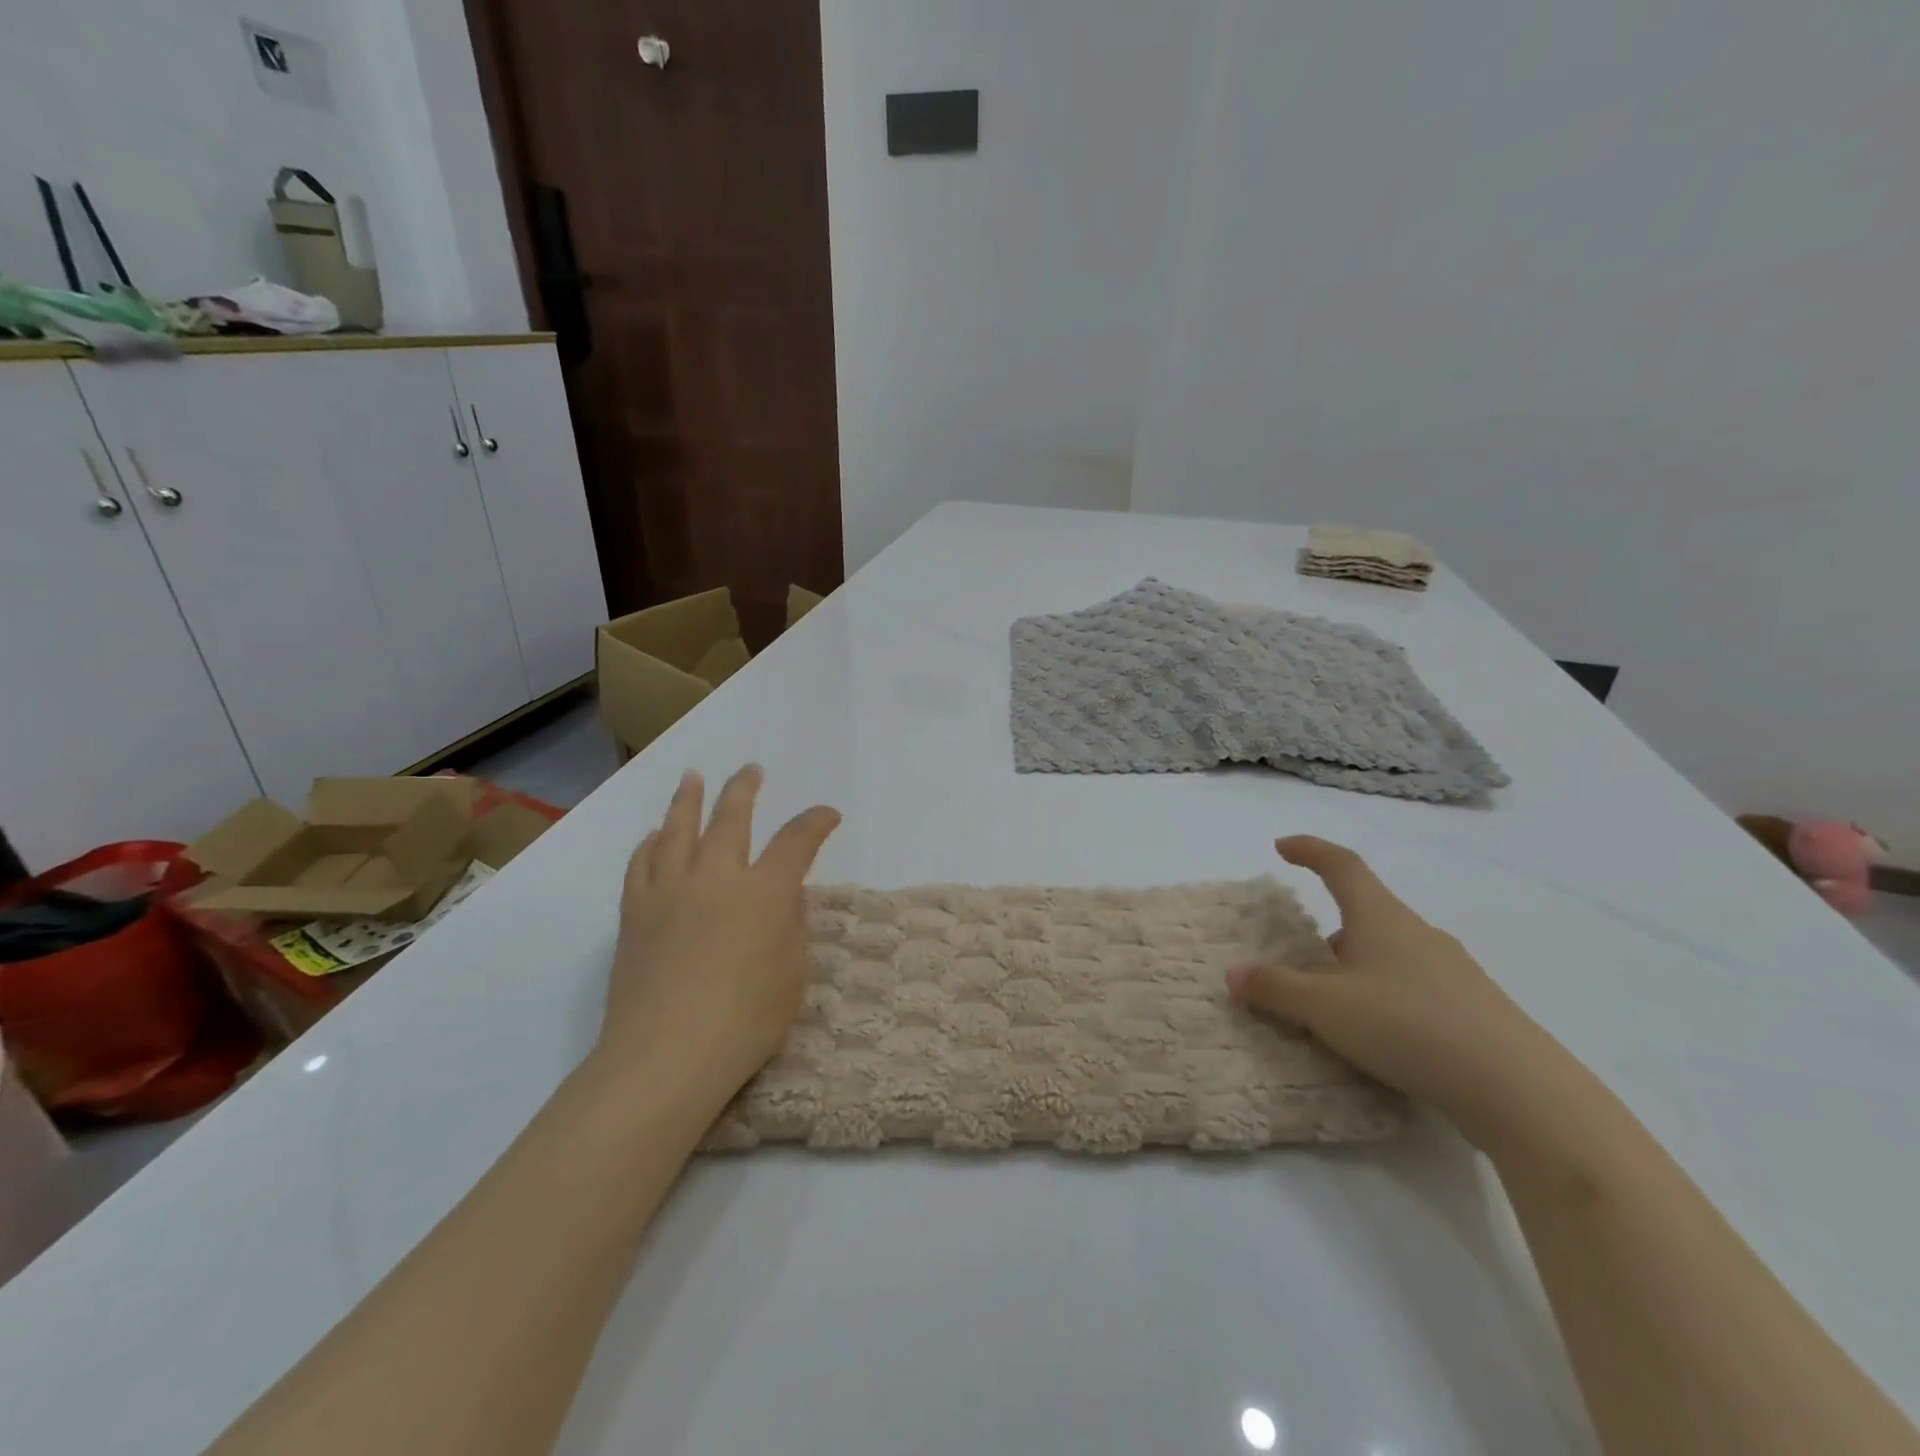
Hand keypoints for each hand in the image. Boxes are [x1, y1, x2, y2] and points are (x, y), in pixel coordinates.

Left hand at [596, 766, 840, 1113]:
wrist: (666, 1056)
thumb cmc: (745, 1022)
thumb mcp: (791, 975)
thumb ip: (791, 926)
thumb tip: (784, 897)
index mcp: (765, 892)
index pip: (797, 841)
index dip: (816, 822)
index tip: (828, 815)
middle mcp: (717, 877)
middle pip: (731, 818)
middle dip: (745, 790)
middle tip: (751, 771)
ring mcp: (670, 890)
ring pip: (678, 829)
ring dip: (688, 799)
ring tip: (693, 778)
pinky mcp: (635, 912)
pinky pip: (641, 863)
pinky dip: (650, 843)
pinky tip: (654, 836)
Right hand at [1227, 837, 1578, 1145]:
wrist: (1520, 1090)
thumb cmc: (1408, 1026)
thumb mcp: (1325, 1008)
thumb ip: (1276, 988)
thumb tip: (1234, 973)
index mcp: (1381, 918)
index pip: (1342, 865)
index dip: (1310, 850)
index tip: (1283, 847)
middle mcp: (1418, 933)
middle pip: (1368, 911)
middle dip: (1331, 923)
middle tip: (1304, 952)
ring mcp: (1453, 970)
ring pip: (1392, 950)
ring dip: (1358, 963)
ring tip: (1335, 1000)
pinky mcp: (1474, 1007)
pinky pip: (1415, 983)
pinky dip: (1386, 992)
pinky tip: (1381, 1032)